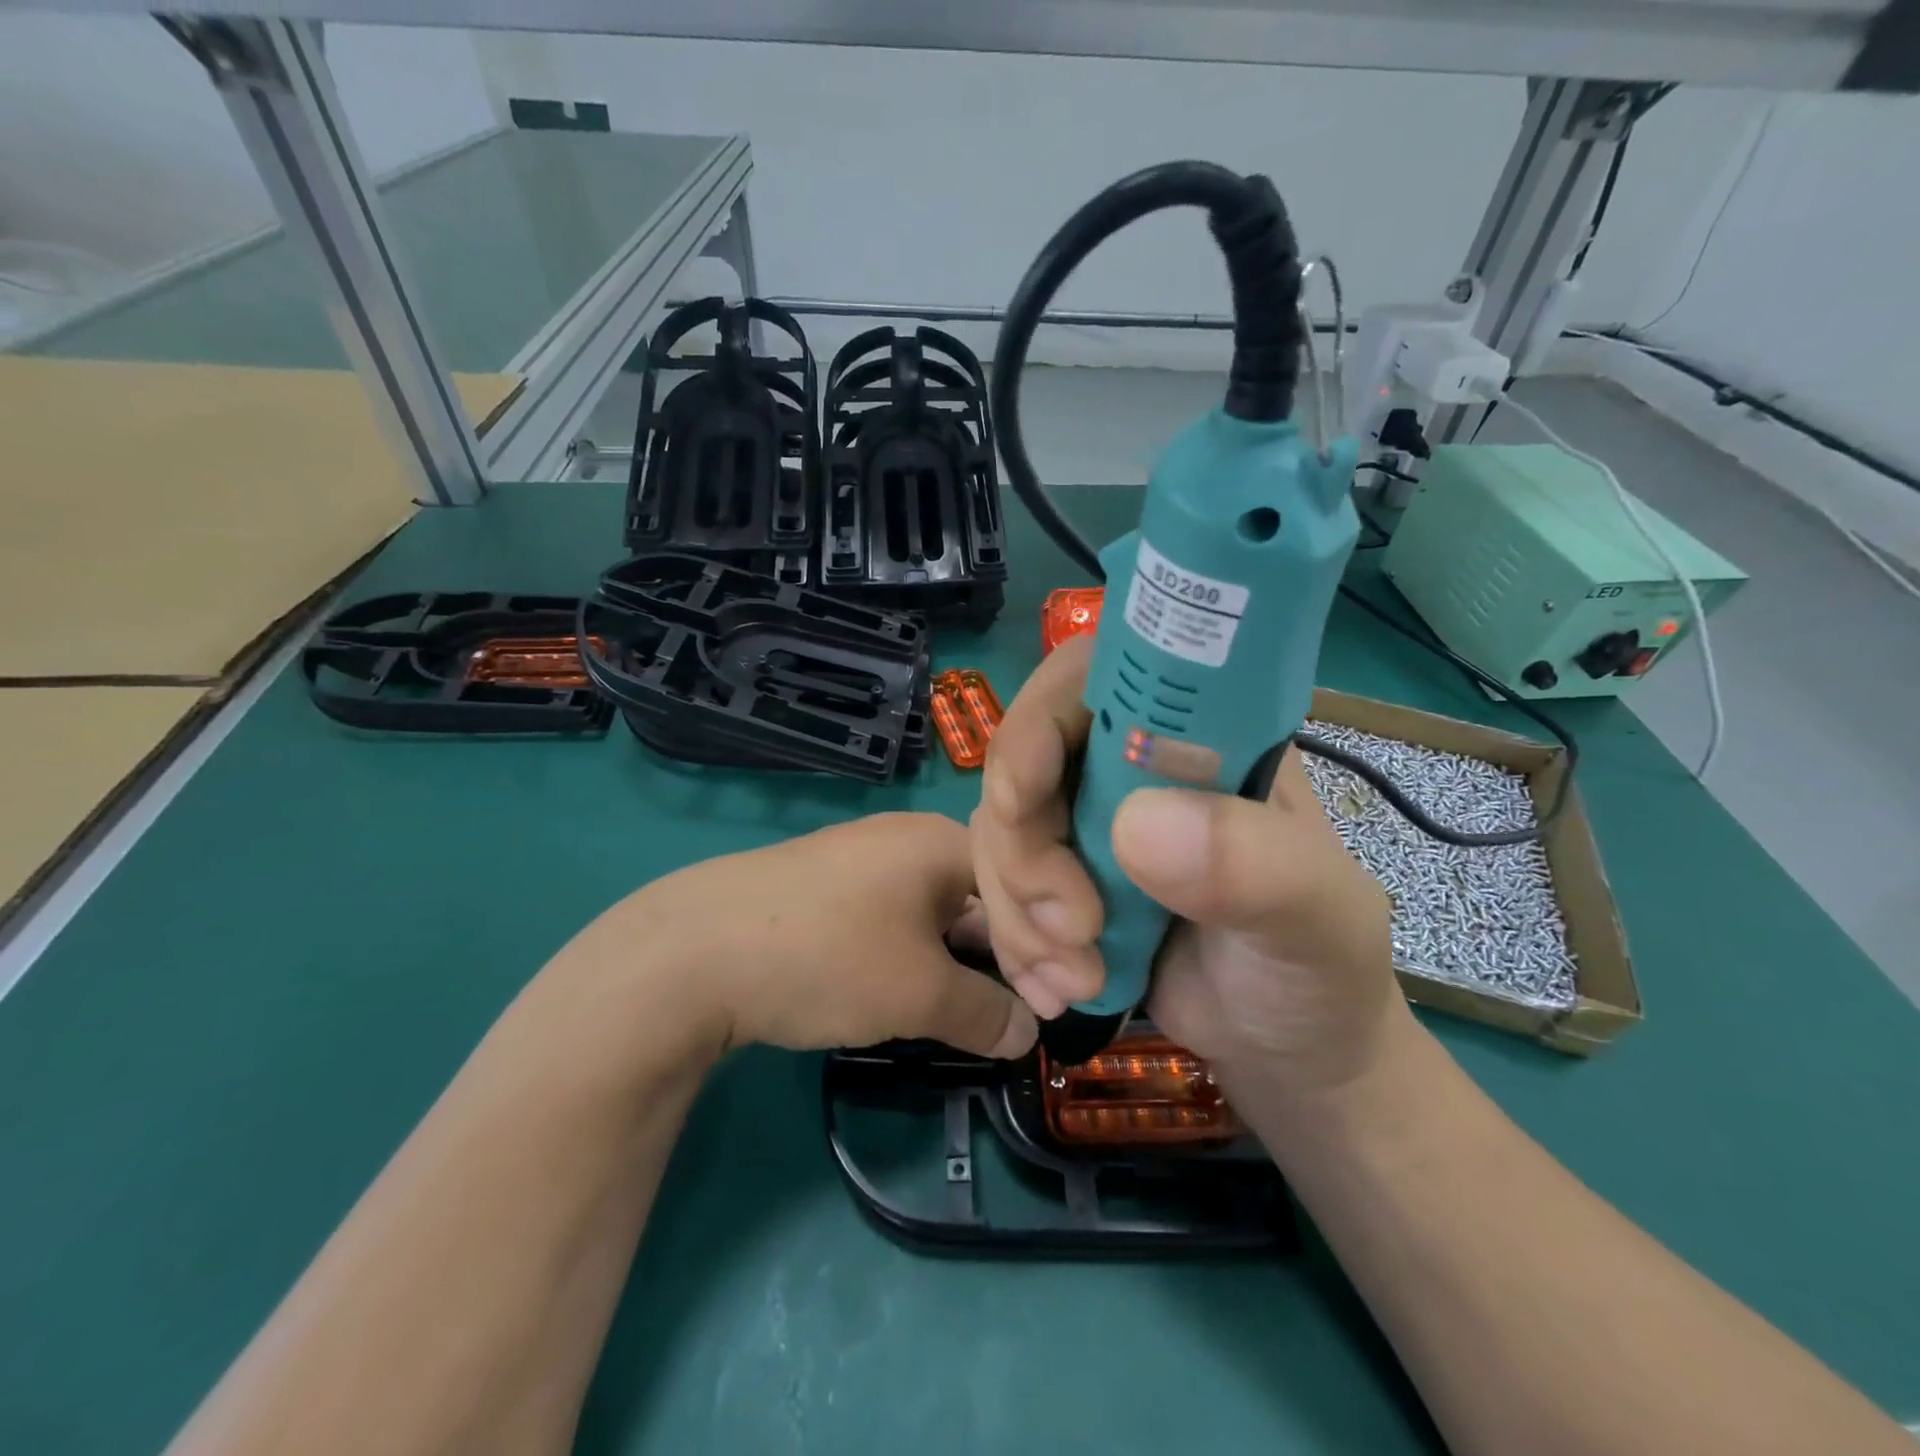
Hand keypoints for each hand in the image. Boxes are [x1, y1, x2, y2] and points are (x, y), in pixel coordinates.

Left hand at [578, 813, 1037, 1060]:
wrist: (694, 952)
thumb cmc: (830, 956)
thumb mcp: (920, 993)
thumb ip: (988, 1013)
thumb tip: (1030, 1030)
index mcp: (942, 842)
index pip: (1022, 888)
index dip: (1049, 947)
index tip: (1066, 1003)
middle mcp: (908, 839)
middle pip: (983, 896)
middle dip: (1011, 957)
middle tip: (1030, 1014)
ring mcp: (864, 861)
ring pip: (939, 911)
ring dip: (966, 961)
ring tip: (983, 1013)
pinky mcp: (829, 889)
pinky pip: (898, 919)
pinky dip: (922, 956)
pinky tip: (922, 992)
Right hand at [971, 637, 1403, 1096]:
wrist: (1285, 1050)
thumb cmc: (1317, 967)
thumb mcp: (1315, 918)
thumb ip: (1252, 865)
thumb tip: (1139, 825)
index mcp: (1195, 735)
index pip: (1098, 676)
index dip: (1043, 716)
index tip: (1024, 796)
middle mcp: (1130, 765)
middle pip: (1025, 757)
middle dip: (1026, 848)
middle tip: (1074, 928)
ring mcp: (1088, 823)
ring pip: (1000, 828)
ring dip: (1019, 910)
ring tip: (1081, 978)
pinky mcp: (1059, 880)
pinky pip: (997, 887)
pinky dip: (1014, 943)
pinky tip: (1059, 991)